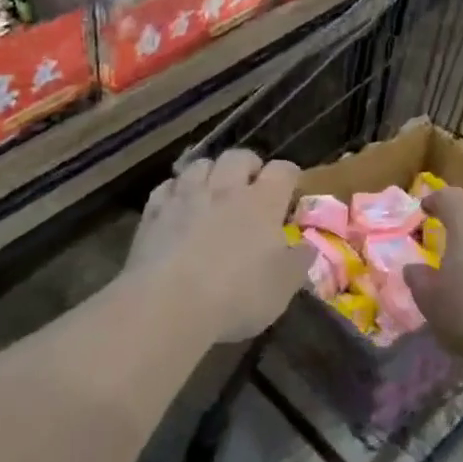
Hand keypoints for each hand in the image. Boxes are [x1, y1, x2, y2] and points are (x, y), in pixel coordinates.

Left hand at [129, 148, 305, 342]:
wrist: (168, 304)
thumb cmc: (236, 295)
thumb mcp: (283, 286)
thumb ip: (300, 261)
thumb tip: (308, 246)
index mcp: (263, 202)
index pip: (283, 170)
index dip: (289, 176)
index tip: (291, 191)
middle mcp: (225, 188)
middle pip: (239, 156)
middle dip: (248, 165)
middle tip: (251, 186)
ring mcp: (186, 196)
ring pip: (200, 164)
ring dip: (211, 172)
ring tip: (213, 191)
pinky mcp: (154, 211)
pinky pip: (167, 186)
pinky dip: (176, 190)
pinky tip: (178, 205)